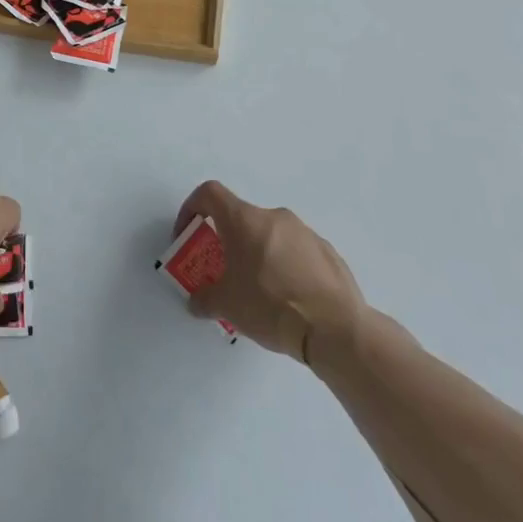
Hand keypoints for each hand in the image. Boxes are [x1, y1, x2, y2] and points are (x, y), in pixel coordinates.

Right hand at [173, 181, 365, 364]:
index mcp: (244, 220)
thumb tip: (196, 302)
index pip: (209, 193)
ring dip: (259, 254)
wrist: (334, 328)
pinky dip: (286, 267)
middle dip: (229, 241)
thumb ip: (204, 299)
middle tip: (225, 272)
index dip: (192, 208)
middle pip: (241, 218)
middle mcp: (274, 217)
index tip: (188, 234)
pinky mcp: (328, 252)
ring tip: (260, 292)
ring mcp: (305, 233)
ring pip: (271, 235)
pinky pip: (297, 252)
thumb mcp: (226, 305)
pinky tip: (290, 300)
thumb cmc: (270, 305)